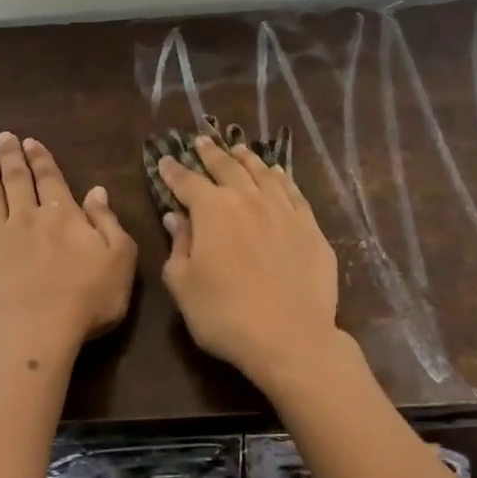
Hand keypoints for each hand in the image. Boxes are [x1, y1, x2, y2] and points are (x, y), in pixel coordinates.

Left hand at [0, 132, 136, 354]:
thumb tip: (97, 190)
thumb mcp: (119, 258)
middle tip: (3, 137)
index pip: (51, 179)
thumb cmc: (88, 298)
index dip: (41, 159)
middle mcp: (27, 218)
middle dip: (11, 157)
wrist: (37, 330)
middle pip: (18, 180)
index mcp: (64, 216)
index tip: (30, 141)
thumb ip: (108, 222)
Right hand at [157, 136, 341, 386]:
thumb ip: (179, 246)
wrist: (289, 336)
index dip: (174, 171)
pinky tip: (277, 173)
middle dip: (211, 154)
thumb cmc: (224, 314)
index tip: (166, 160)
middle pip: (227, 168)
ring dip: (247, 158)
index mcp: (212, 210)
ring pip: (263, 173)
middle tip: (201, 141)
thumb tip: (176, 218)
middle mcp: (248, 199)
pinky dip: (281, 178)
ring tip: (238, 149)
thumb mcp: (184, 284)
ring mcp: (284, 210)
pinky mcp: (310, 227)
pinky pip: (293, 192)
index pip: (187, 182)